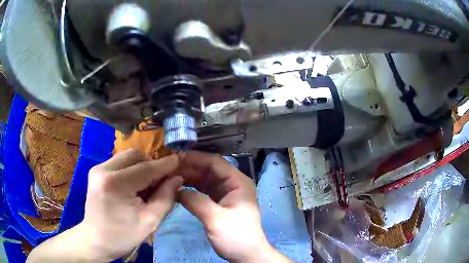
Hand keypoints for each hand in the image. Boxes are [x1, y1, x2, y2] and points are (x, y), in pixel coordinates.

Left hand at [28, 149, 182, 261]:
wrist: (96, 239)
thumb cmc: (123, 235)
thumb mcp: (149, 221)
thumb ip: (165, 197)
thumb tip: (177, 178)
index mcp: (115, 184)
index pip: (146, 168)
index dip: (165, 165)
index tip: (180, 160)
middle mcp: (103, 169)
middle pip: (135, 155)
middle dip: (151, 165)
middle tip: (160, 183)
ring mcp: (98, 168)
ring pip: (127, 157)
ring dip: (141, 167)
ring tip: (147, 186)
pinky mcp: (96, 171)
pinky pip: (120, 163)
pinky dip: (131, 170)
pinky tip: (134, 186)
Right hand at [176, 152, 289, 261]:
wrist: (246, 255)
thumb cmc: (236, 237)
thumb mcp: (215, 219)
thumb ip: (196, 201)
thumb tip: (176, 189)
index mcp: (238, 182)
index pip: (215, 162)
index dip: (195, 158)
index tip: (175, 158)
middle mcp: (233, 183)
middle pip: (208, 169)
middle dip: (189, 168)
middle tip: (168, 168)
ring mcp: (226, 193)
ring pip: (204, 179)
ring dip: (188, 177)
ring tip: (169, 177)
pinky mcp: (219, 202)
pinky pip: (203, 190)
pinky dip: (191, 188)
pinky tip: (177, 189)